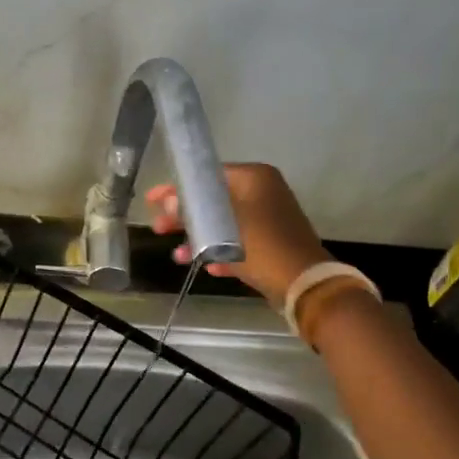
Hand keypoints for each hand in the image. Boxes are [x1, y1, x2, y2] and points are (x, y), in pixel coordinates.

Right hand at [146, 163, 331, 306]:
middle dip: (186, 216)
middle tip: (159, 227)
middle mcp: (262, 192)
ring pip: (223, 223)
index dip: (178, 187)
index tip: (154, 199)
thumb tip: (170, 201)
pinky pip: (238, 242)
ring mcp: (268, 218)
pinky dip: (221, 251)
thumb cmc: (262, 246)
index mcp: (254, 178)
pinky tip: (206, 267)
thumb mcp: (222, 227)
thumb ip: (194, 211)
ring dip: (199, 238)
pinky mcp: (270, 243)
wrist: (303, 283)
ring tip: (178, 256)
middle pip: (213, 200)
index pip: (208, 175)